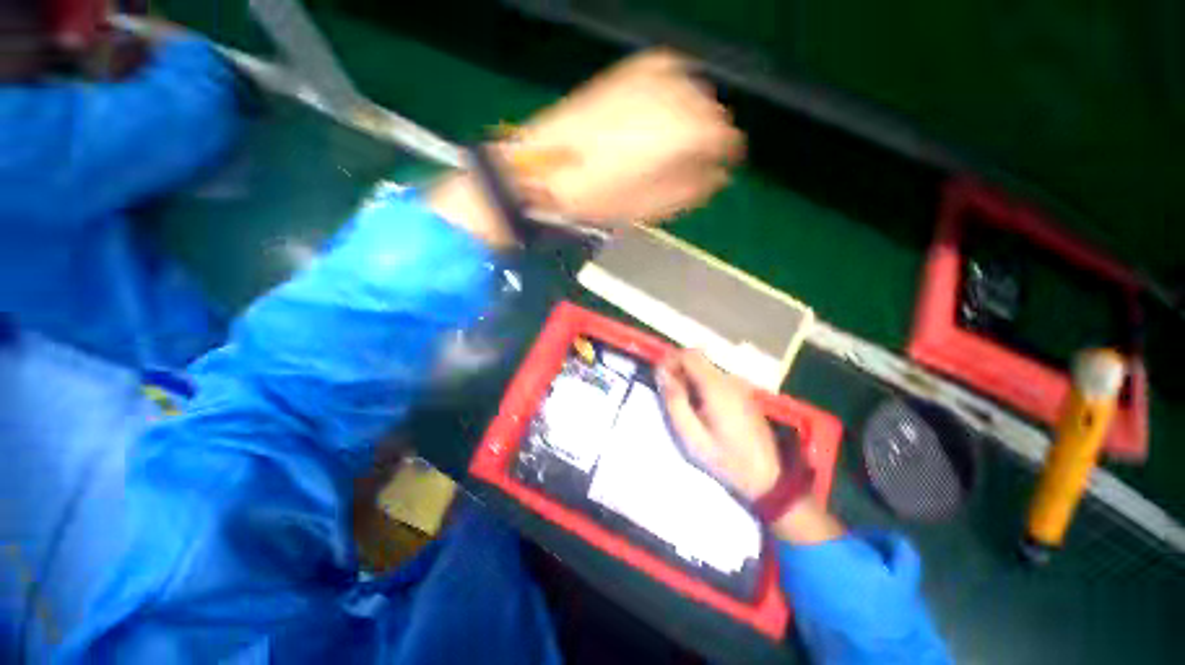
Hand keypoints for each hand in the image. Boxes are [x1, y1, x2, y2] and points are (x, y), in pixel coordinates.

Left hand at [509, 49, 743, 225]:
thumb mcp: (650, 208)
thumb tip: (716, 177)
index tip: (718, 168)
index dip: (725, 156)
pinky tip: (658, 116)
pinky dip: (672, 96)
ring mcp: (651, 78)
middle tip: (689, 161)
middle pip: (711, 112)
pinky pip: (669, 77)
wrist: (547, 167)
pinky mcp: (630, 72)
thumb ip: (691, 190)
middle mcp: (675, 96)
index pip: (726, 138)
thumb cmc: (598, 197)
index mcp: (682, 135)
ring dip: (689, 117)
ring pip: (692, 93)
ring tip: (669, 143)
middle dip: (705, 138)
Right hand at [658, 350, 845, 543]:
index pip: (689, 355)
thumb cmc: (724, 457)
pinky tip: (701, 408)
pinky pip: (715, 378)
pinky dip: (702, 384)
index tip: (660, 377)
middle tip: (669, 394)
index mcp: (715, 386)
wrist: (768, 475)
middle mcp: (729, 379)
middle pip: (697, 359)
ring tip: (684, 404)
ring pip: (705, 368)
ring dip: (690, 377)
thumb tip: (661, 372)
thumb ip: (674, 400)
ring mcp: (739, 384)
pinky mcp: (743, 392)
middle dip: (678, 369)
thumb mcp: (691, 435)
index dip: (670, 360)